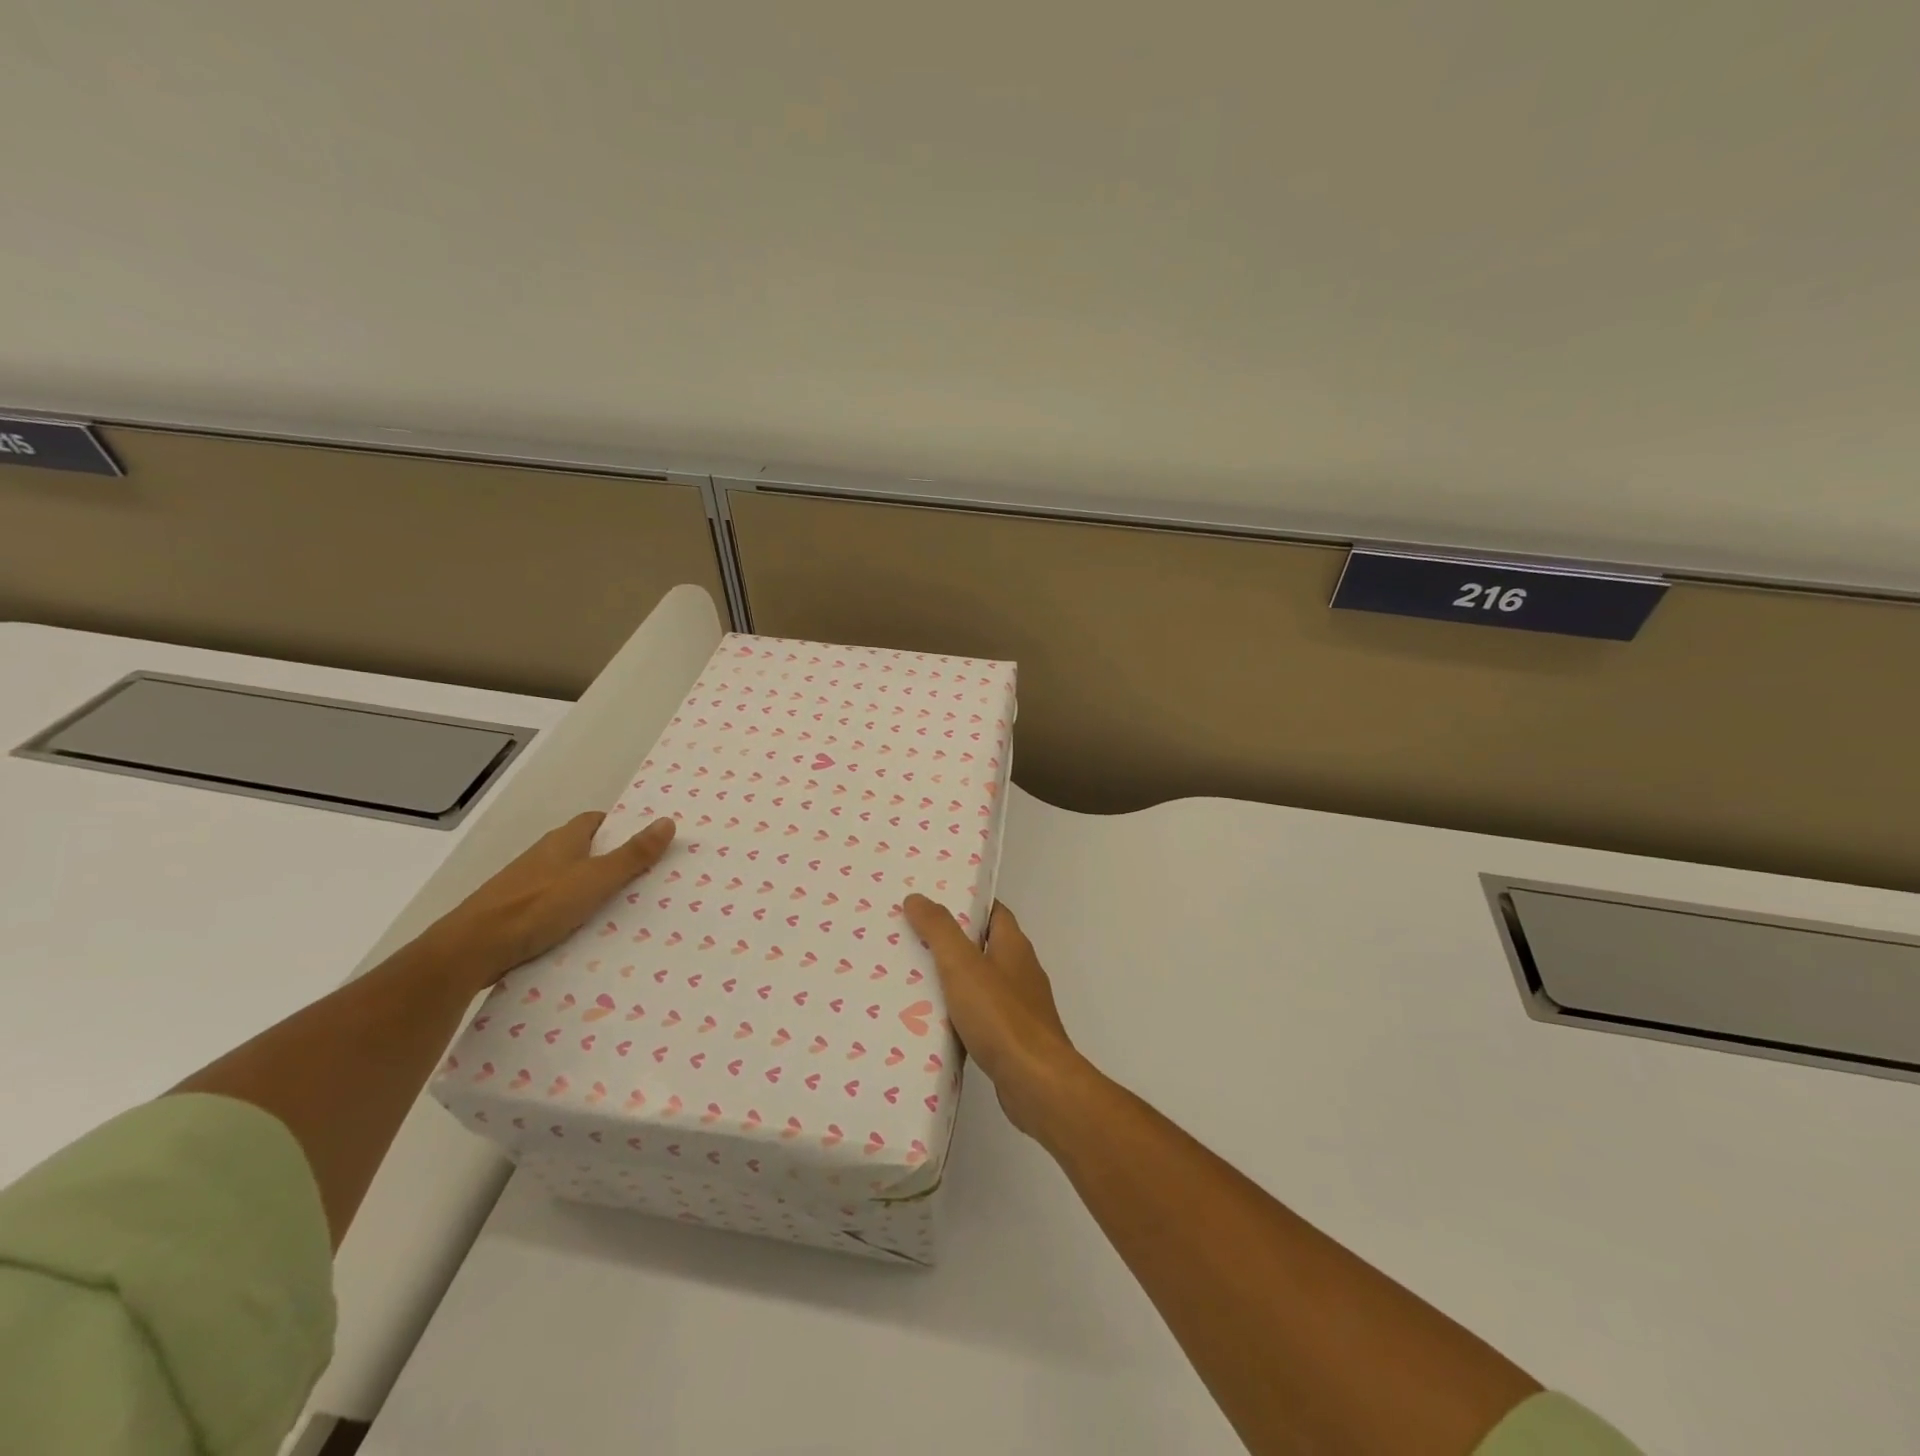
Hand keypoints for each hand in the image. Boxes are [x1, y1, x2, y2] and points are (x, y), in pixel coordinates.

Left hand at [415, 812, 676, 994]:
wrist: (472, 950)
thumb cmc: (537, 906)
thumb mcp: (595, 879)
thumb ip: (632, 855)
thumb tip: (668, 821)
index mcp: (563, 841)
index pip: (596, 822)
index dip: (621, 827)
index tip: (648, 841)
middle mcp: (544, 857)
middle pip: (585, 851)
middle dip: (614, 860)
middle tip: (650, 876)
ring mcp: (527, 887)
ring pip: (570, 881)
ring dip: (594, 890)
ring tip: (629, 908)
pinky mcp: (518, 915)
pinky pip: (556, 907)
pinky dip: (575, 914)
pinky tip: (591, 933)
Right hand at [903, 895, 1089, 1139]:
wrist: (1035, 1082)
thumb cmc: (1001, 1016)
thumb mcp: (962, 965)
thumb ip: (939, 930)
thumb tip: (917, 898)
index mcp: (1014, 946)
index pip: (992, 912)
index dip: (965, 904)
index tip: (931, 902)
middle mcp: (1021, 971)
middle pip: (983, 945)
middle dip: (951, 942)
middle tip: (911, 939)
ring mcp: (1020, 1006)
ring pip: (981, 982)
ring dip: (952, 980)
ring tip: (912, 978)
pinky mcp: (1013, 1038)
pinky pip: (981, 1015)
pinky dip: (959, 1013)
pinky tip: (932, 1022)